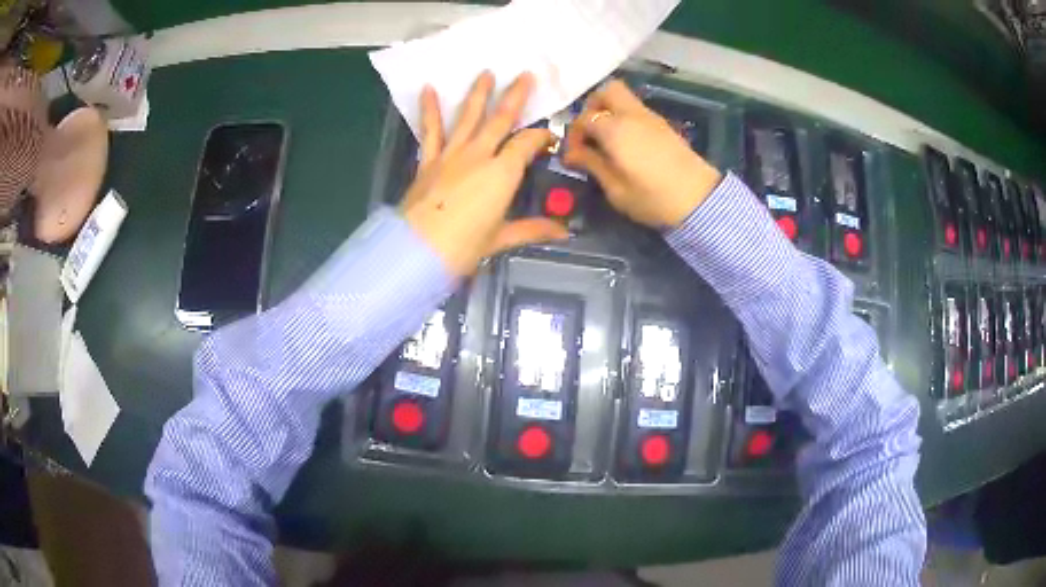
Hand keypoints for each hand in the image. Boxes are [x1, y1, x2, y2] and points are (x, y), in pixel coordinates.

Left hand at [402, 72, 567, 275]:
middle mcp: (479, 155)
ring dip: (479, 94)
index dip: (542, 137)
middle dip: (515, 95)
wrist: (418, 251)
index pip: (527, 143)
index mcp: (502, 173)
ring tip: (486, 72)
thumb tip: (564, 233)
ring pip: (469, 117)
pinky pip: (431, 131)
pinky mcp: (429, 161)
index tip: (550, 138)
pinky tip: (428, 89)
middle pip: (501, 118)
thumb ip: (532, 229)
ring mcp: (452, 155)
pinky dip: (430, 110)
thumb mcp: (501, 239)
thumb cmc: (463, 247)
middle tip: (525, 74)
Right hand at [563, 80, 722, 228]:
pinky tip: (625, 143)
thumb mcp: (616, 189)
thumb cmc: (652, 198)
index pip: (584, 118)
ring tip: (606, 139)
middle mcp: (632, 114)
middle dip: (592, 106)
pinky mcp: (664, 126)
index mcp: (615, 129)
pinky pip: (637, 110)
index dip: (574, 135)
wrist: (700, 200)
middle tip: (589, 131)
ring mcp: (651, 117)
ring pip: (623, 98)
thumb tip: (573, 153)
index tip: (573, 156)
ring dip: (609, 111)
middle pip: (607, 91)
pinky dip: (625, 118)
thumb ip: (592, 165)